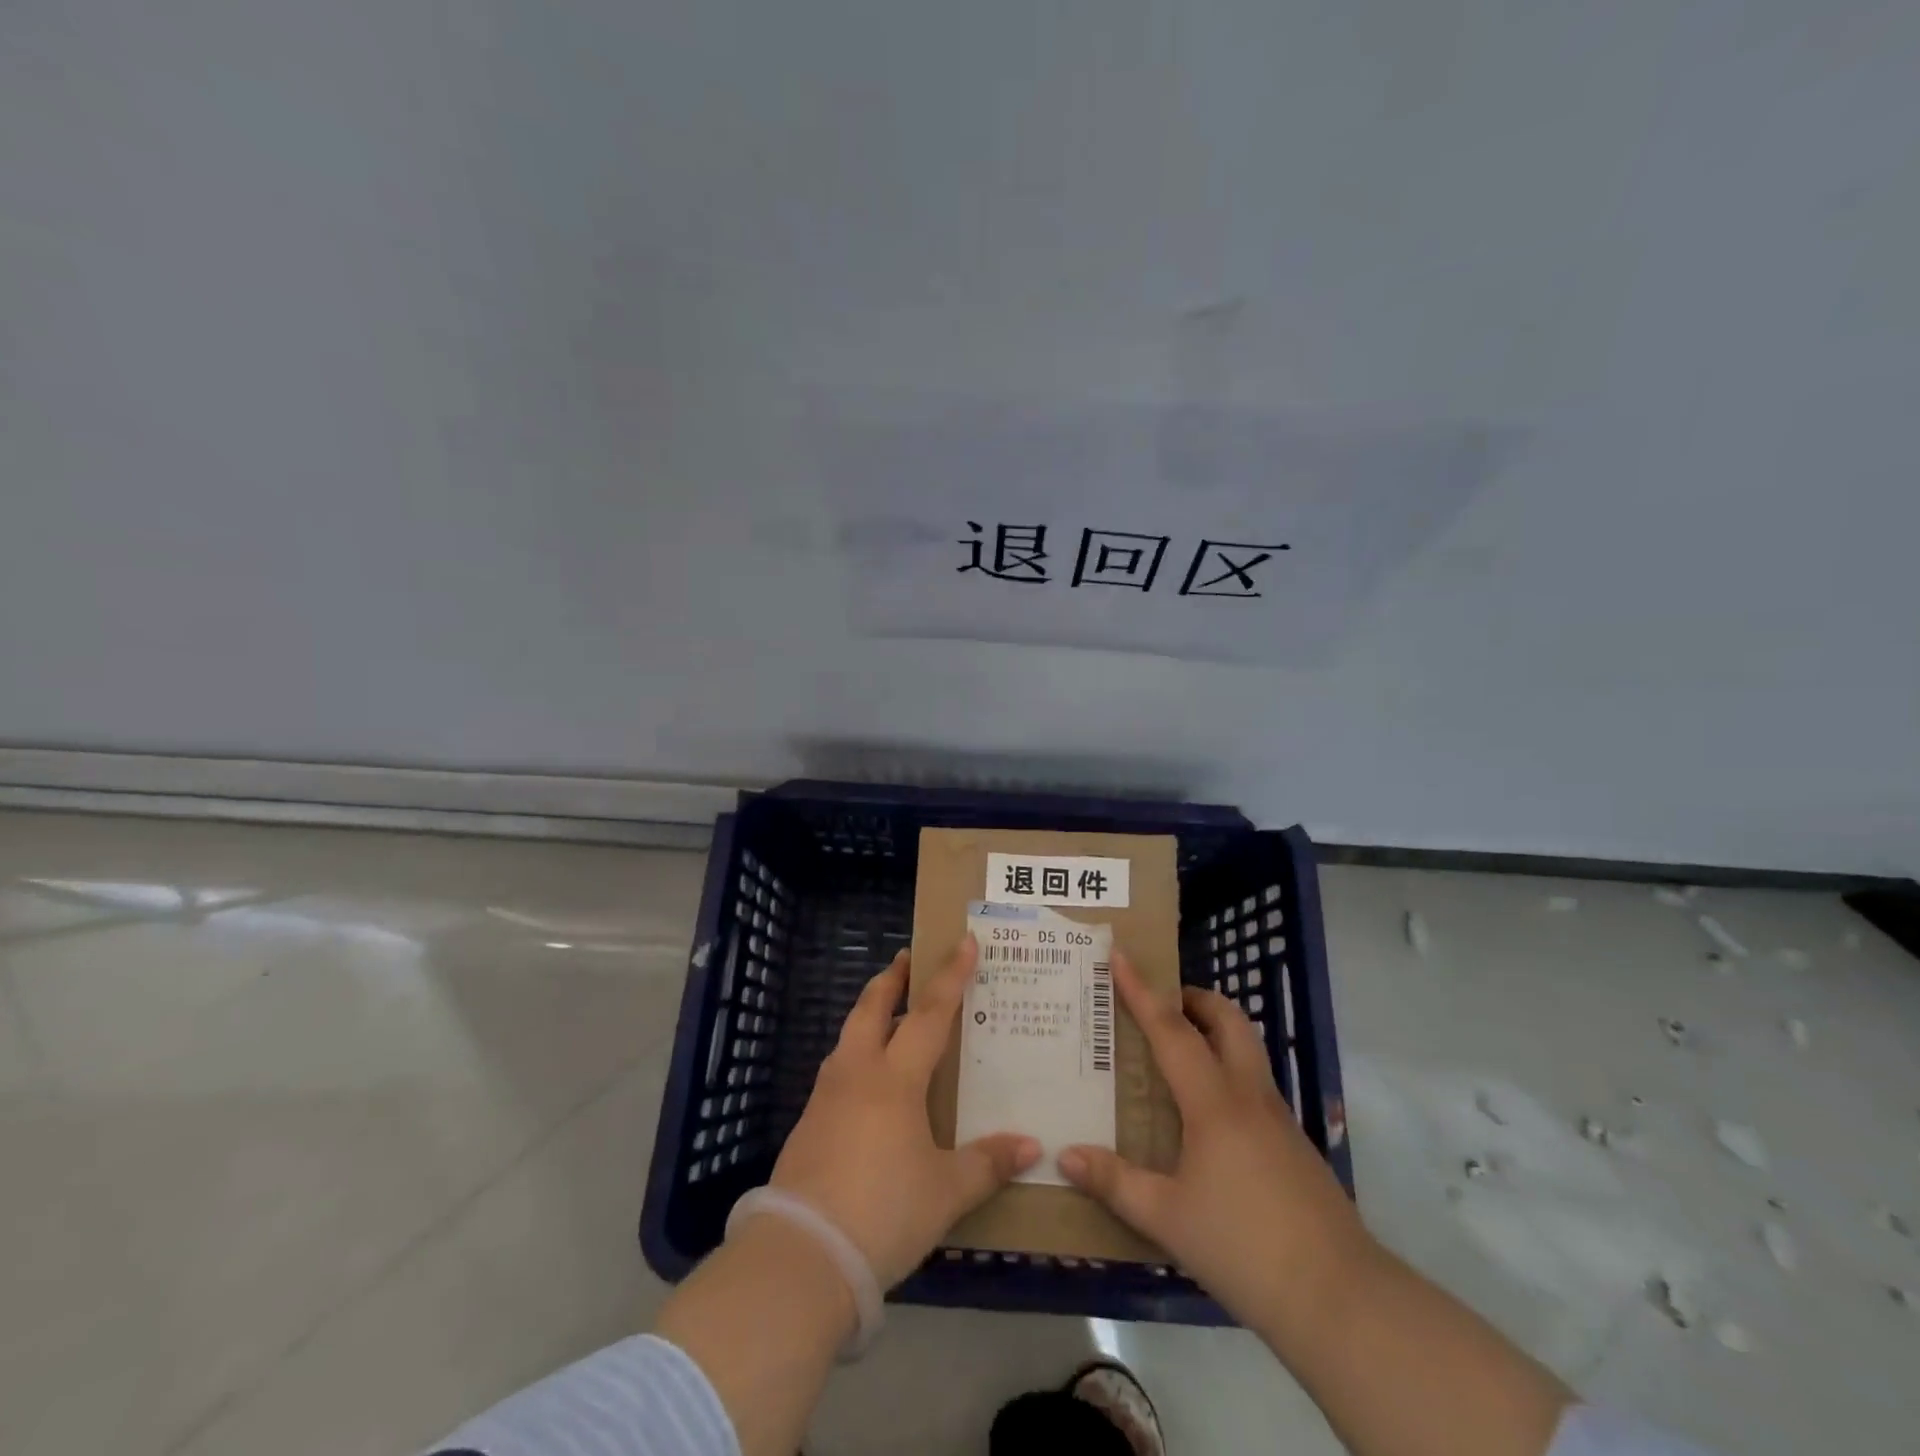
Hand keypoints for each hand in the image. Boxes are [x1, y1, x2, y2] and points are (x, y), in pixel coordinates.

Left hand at [768, 937, 1041, 1287]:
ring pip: (850, 1035)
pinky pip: (839, 1069)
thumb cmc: (883, 1212)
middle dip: (892, 979)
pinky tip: (870, 1081)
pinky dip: (858, 1053)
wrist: (801, 1256)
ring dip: (871, 1014)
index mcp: (895, 1078)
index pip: (929, 1013)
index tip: (964, 942)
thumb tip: (1032, 1146)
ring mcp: (826, 1096)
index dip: (950, 976)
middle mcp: (857, 1073)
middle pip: (873, 1007)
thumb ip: (987, 1164)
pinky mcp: (808, 1123)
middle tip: (908, 958)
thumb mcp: (945, 1192)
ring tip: (891, 1015)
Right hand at [1059, 950, 1368, 1328]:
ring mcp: (1279, 1118)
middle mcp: (1248, 1095)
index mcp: (1213, 1102)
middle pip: (1228, 1020)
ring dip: (1215, 1031)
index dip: (1142, 990)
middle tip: (1160, 1004)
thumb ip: (1114, 1182)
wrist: (1340, 1299)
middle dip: (1194, 998)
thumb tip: (1064, 1154)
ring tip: (1178, 1052)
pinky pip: (1255, 1085)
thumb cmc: (1243, 1247)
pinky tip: (1208, 1114)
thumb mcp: (1167, 1218)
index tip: (1120, 955)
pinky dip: (1227, 1072)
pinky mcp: (1295, 1144)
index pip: (1171, 1029)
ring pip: (1247, 1049)